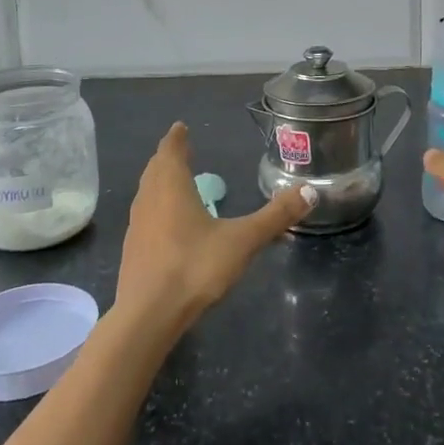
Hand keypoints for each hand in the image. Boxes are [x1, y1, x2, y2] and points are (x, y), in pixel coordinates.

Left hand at [116, 123, 314, 334]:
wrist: (147, 316)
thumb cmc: (194, 267)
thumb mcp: (242, 240)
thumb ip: (275, 216)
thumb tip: (310, 191)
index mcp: (172, 187)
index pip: (171, 152)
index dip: (177, 138)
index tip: (180, 127)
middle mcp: (149, 200)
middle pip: (155, 169)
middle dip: (168, 157)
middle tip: (180, 149)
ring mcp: (137, 226)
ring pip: (146, 193)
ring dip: (158, 182)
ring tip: (173, 181)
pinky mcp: (133, 251)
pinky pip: (144, 216)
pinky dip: (155, 207)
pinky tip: (166, 223)